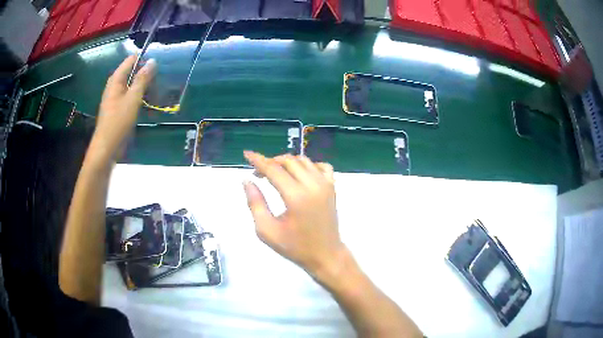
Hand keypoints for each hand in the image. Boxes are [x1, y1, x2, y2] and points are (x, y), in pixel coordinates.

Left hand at [89, 55, 154, 161]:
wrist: (107, 148)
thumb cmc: (118, 122)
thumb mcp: (133, 98)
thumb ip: (142, 79)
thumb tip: (153, 61)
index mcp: (116, 80)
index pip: (131, 60)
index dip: (144, 60)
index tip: (158, 65)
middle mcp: (115, 86)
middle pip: (132, 72)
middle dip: (146, 75)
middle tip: (160, 81)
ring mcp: (116, 98)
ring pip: (133, 86)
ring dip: (144, 88)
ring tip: (158, 93)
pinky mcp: (118, 109)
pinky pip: (131, 97)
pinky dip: (140, 98)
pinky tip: (149, 105)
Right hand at [243, 151, 346, 279]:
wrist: (325, 255)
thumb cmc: (295, 247)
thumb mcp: (267, 230)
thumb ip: (255, 204)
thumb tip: (247, 181)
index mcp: (296, 196)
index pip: (274, 169)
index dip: (258, 160)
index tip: (246, 154)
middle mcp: (313, 185)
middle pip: (288, 161)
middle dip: (271, 162)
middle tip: (259, 174)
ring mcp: (326, 185)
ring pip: (304, 161)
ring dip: (287, 162)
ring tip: (276, 174)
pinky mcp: (333, 188)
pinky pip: (321, 166)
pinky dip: (308, 165)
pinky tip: (300, 175)